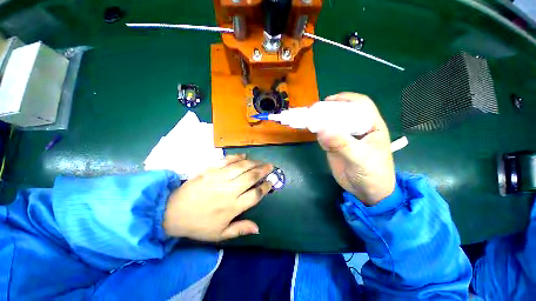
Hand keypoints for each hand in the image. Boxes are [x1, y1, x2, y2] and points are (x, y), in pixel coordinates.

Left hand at [163, 154, 272, 240]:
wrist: (172, 212)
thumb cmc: (198, 225)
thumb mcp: (219, 234)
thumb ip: (240, 230)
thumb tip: (258, 228)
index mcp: (233, 207)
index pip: (255, 195)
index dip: (265, 187)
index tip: (271, 182)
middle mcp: (229, 191)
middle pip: (251, 177)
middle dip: (263, 171)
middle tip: (271, 167)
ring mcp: (219, 178)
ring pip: (242, 167)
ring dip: (254, 163)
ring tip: (261, 161)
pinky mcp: (210, 170)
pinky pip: (227, 161)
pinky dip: (237, 157)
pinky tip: (244, 156)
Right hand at [317, 93, 394, 205]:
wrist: (366, 192)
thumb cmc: (372, 174)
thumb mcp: (360, 158)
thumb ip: (342, 143)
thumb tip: (322, 129)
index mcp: (371, 126)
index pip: (361, 105)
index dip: (346, 99)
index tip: (329, 100)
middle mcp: (357, 129)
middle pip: (343, 113)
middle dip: (329, 110)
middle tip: (314, 111)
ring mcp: (345, 138)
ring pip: (332, 124)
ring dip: (321, 121)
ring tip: (309, 119)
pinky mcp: (335, 146)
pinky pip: (325, 136)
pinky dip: (318, 133)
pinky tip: (313, 132)